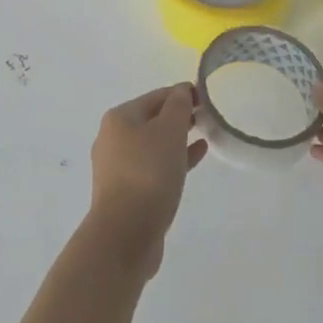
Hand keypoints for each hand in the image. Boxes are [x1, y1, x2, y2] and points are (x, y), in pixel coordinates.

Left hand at [86, 83, 208, 280]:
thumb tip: (181, 90)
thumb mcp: (169, 132)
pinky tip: (195, 157)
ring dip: (177, 138)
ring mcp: (118, 166)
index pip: (156, 96)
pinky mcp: (127, 191)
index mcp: (120, 117)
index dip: (182, 93)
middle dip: (179, 116)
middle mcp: (114, 137)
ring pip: (154, 144)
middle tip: (208, 117)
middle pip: (152, 119)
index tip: (207, 97)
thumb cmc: (148, 173)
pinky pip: (154, 166)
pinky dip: (173, 159)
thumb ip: (178, 106)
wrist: (125, 233)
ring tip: (205, 135)